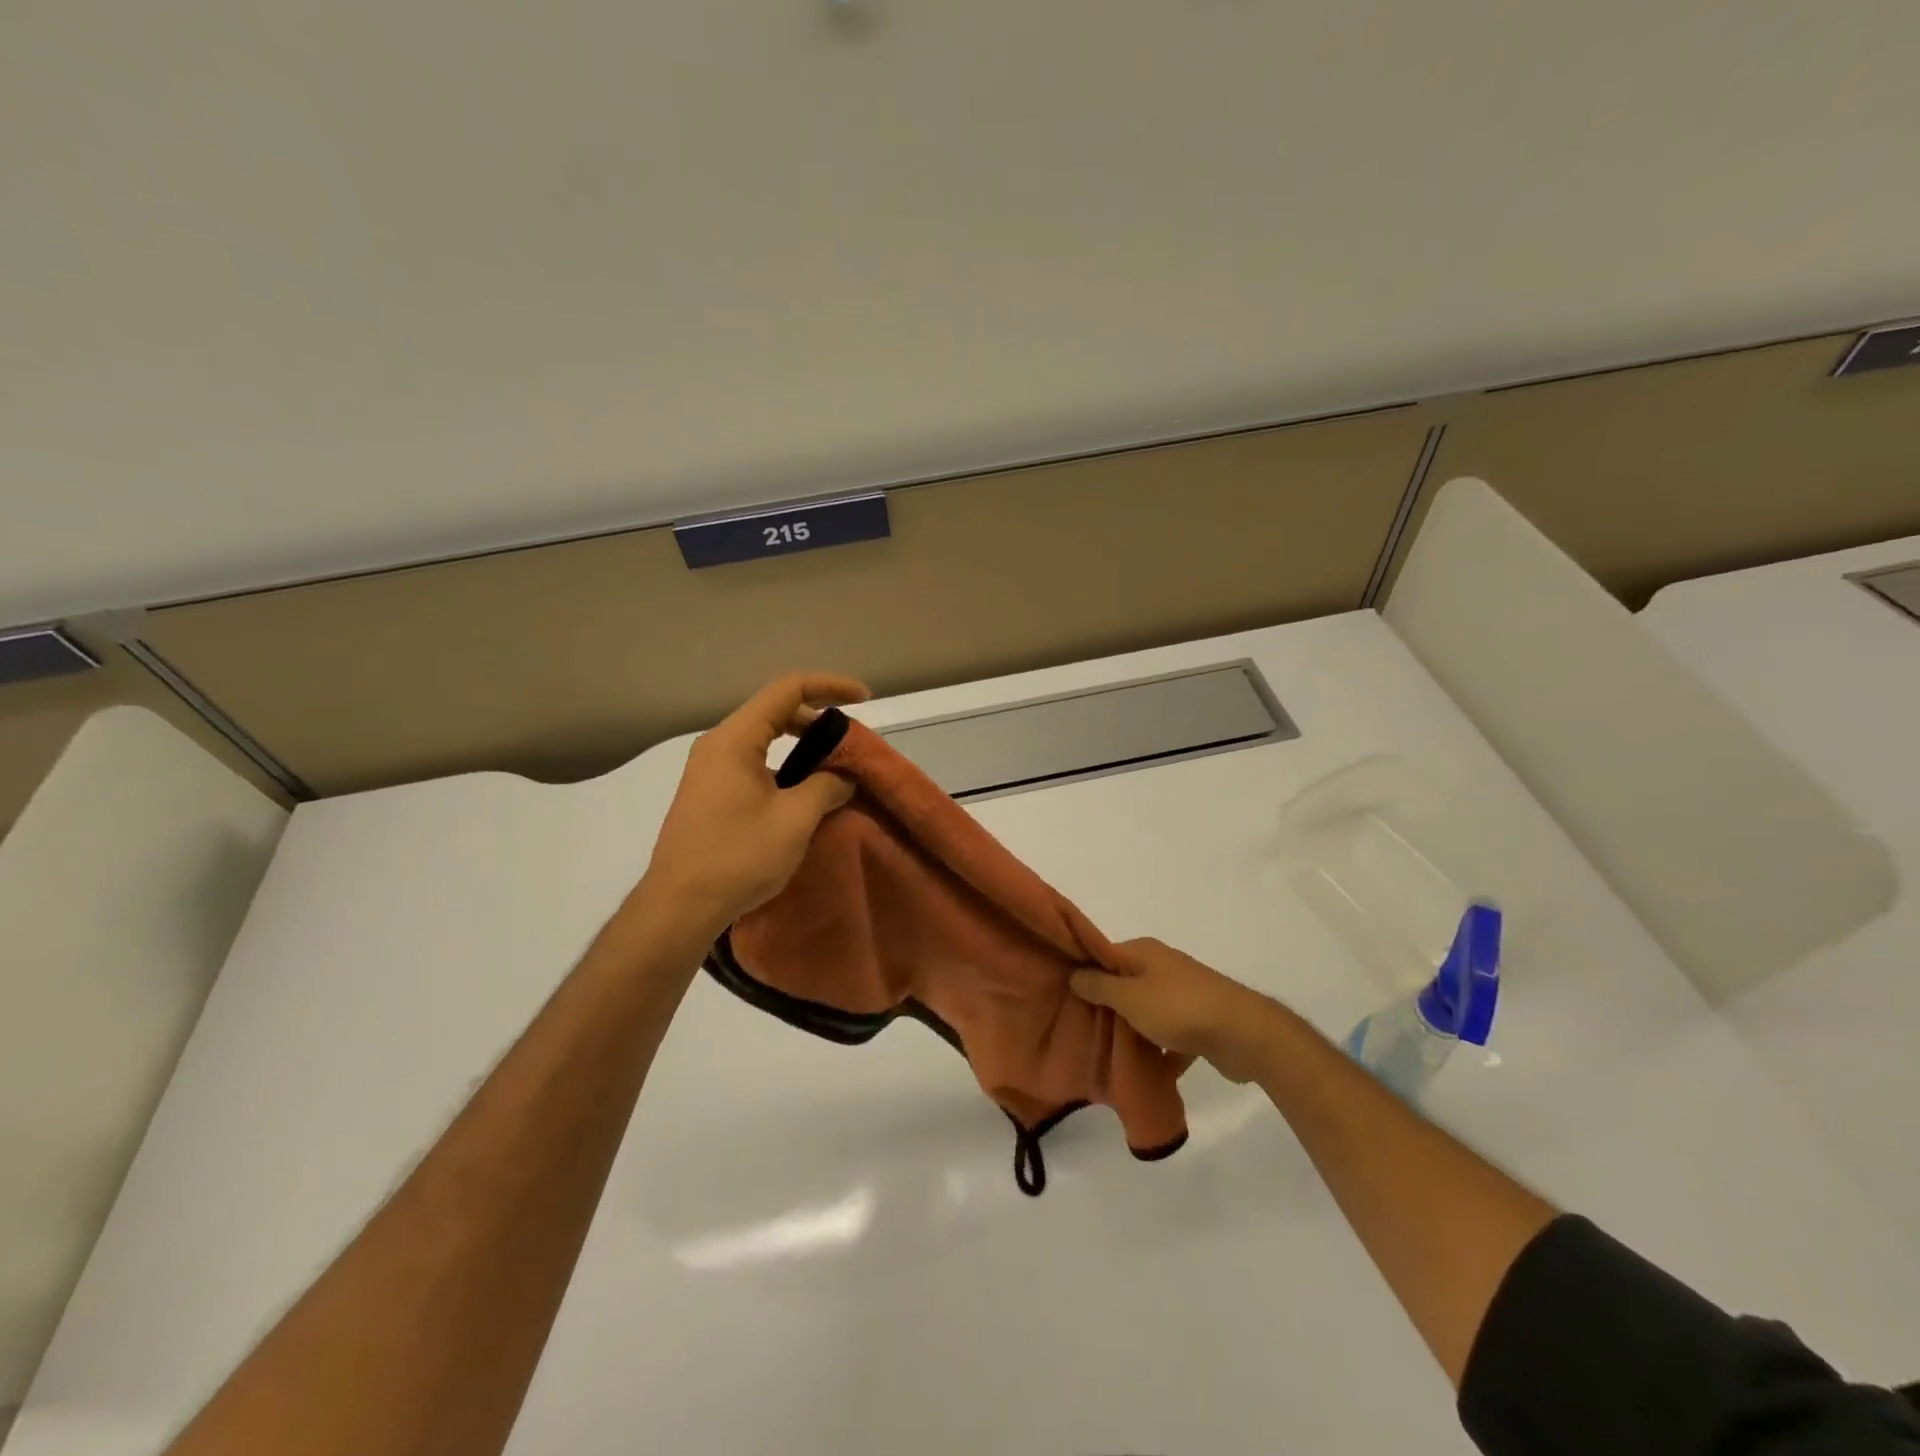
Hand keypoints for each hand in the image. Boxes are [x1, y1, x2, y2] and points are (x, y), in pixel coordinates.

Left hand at [634, 672, 868, 940]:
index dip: (830, 686)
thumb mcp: (795, 819)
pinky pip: (754, 764)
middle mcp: (719, 745)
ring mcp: (710, 770)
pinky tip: (805, 795)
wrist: (680, 906)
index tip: (864, 699)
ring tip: (835, 769)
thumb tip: (843, 777)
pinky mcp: (710, 794)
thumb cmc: (738, 856)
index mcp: (736, 739)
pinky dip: (785, 768)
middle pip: (775, 711)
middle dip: (818, 719)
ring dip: (802, 746)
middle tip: (851, 743)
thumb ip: (826, 787)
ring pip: (765, 740)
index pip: (788, 690)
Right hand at [1071, 938, 1279, 1083]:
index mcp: (1143, 952)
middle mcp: (1162, 966)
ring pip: (1146, 1011)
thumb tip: (1074, 973)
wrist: (1243, 1033)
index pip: (1103, 956)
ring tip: (1109, 1056)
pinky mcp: (1199, 1021)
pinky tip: (1147, 1073)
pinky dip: (1160, 1050)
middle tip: (1082, 1031)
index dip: (1084, 974)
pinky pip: (1169, 1034)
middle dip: (1106, 1008)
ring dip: (1132, 1032)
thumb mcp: (1129, 996)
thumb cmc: (1178, 1008)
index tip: (1065, 997)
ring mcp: (1183, 993)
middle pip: (1124, 984)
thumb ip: (1099, 985)